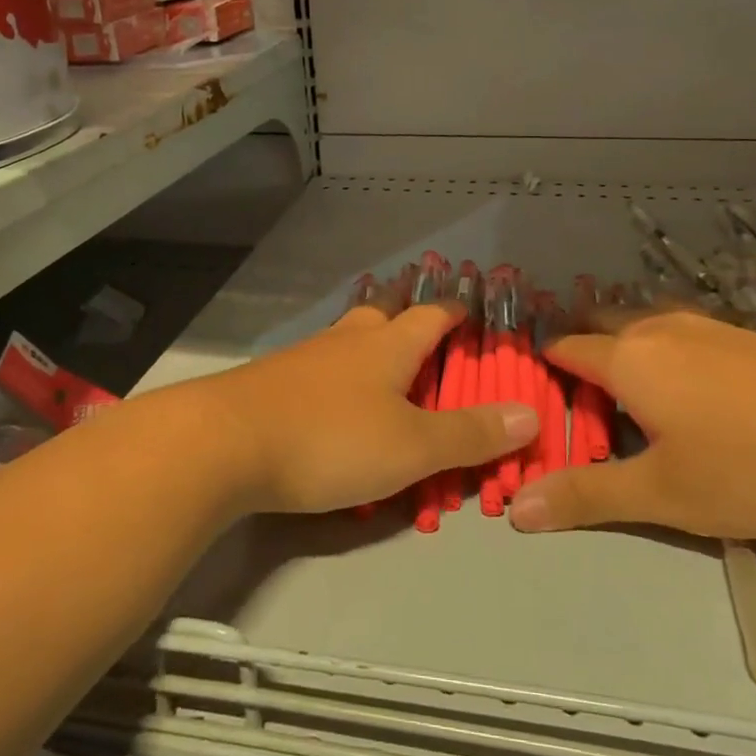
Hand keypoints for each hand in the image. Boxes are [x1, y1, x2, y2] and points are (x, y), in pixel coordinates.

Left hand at [201, 303, 537, 514]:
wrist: (225, 442)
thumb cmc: (330, 439)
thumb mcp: (411, 448)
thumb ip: (469, 435)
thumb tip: (530, 415)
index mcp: (387, 346)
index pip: (431, 315)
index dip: (454, 310)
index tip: (471, 307)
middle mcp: (347, 340)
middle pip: (383, 312)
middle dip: (406, 311)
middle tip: (422, 318)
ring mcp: (305, 357)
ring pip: (347, 335)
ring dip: (369, 337)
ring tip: (381, 353)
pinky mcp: (273, 380)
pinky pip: (318, 364)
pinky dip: (337, 369)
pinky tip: (330, 393)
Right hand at [509, 307, 755, 538]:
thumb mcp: (665, 496)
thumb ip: (587, 497)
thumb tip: (516, 508)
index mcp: (627, 358)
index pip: (562, 351)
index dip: (542, 377)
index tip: (537, 412)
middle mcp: (656, 328)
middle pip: (597, 328)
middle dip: (580, 362)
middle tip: (581, 416)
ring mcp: (703, 325)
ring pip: (640, 330)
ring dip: (622, 359)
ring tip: (630, 411)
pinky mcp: (741, 335)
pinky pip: (677, 337)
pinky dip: (661, 358)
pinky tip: (690, 400)